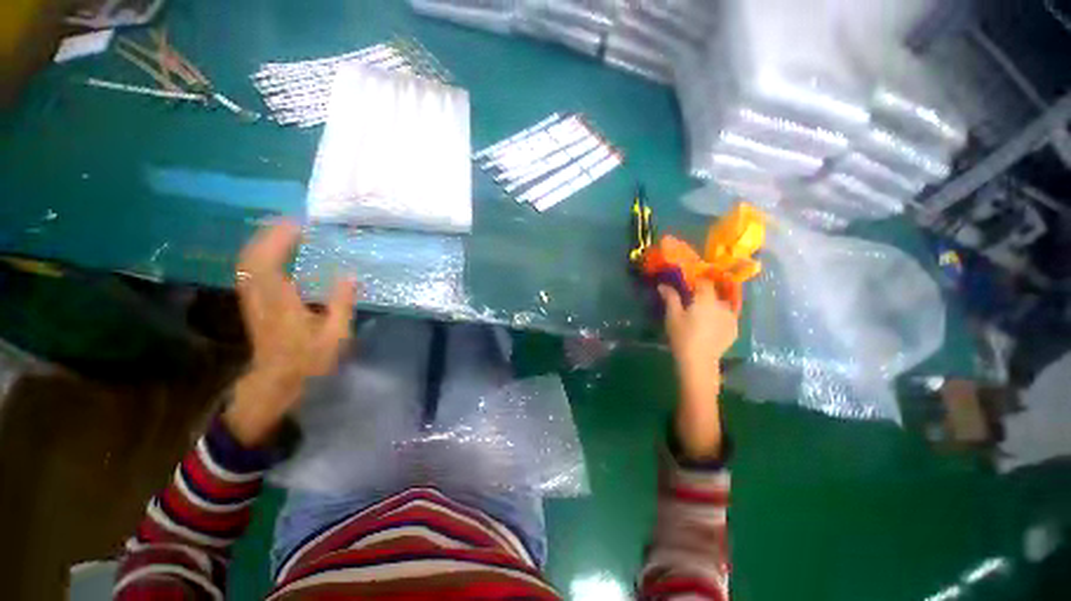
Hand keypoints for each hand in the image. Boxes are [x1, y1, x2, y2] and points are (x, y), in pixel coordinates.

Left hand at [224, 221, 356, 445]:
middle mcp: (259, 295)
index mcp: (280, 302)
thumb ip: (342, 304)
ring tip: (287, 231)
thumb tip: (350, 274)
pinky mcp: (251, 302)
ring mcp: (251, 298)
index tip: (301, 223)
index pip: (270, 261)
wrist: (275, 380)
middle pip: (253, 255)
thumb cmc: (308, 360)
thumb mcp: (335, 336)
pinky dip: (260, 254)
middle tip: (296, 222)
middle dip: (270, 234)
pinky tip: (275, 252)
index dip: (281, 238)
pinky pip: (249, 270)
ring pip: (247, 261)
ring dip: (263, 241)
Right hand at [659, 280, 737, 459]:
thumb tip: (663, 285)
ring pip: (723, 305)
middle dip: (705, 293)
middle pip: (714, 292)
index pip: (704, 282)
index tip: (688, 284)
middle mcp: (722, 305)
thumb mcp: (672, 316)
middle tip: (693, 300)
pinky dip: (720, 317)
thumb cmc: (682, 336)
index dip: (696, 281)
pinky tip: (711, 325)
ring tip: (704, 313)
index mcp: (706, 299)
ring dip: (714, 305)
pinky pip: (728, 317)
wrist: (698, 362)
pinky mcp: (734, 330)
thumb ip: (670, 298)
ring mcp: (731, 318)